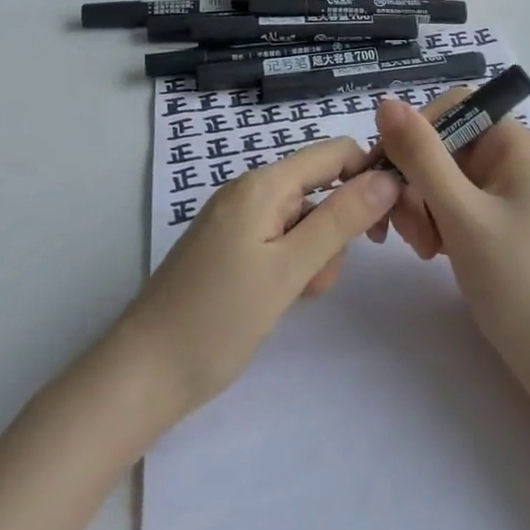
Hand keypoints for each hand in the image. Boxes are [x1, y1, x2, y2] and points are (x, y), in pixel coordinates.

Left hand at [115, 138, 399, 420]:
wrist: (141, 376)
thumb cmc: (218, 320)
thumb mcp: (289, 270)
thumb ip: (340, 219)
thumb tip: (388, 177)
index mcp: (263, 183)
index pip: (334, 153)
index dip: (368, 176)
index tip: (387, 224)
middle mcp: (249, 190)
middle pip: (319, 187)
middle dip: (337, 227)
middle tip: (325, 278)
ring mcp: (236, 219)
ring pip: (302, 218)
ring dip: (316, 253)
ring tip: (298, 296)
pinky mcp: (229, 247)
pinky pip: (279, 239)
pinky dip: (292, 263)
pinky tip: (282, 298)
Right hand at [362, 93, 529, 407]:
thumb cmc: (519, 282)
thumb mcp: (462, 215)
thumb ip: (421, 156)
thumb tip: (385, 102)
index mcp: (513, 144)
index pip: (451, 108)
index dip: (414, 133)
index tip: (386, 171)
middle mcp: (508, 159)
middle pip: (440, 145)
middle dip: (414, 182)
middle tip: (405, 229)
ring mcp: (501, 193)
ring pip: (437, 177)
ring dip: (419, 208)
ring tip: (426, 250)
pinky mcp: (493, 223)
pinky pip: (447, 204)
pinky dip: (432, 223)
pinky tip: (434, 254)